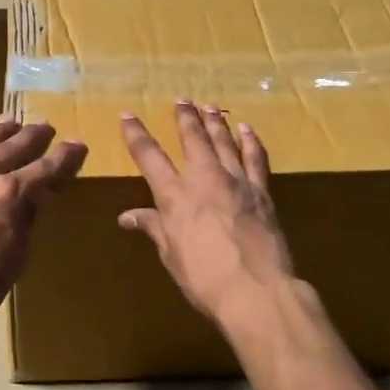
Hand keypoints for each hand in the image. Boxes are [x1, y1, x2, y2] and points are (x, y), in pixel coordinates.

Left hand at [0, 118, 86, 344]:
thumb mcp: (16, 257)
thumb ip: (26, 219)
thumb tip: (35, 197)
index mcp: (9, 194)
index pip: (46, 168)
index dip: (65, 157)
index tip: (77, 145)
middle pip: (13, 147)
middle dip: (33, 136)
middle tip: (46, 126)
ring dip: (0, 133)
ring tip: (11, 121)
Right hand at [119, 102, 298, 330]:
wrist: (255, 289)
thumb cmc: (203, 277)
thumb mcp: (171, 254)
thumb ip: (153, 227)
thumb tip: (127, 216)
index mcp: (174, 195)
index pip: (149, 156)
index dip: (136, 134)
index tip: (128, 115)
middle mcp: (204, 179)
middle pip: (192, 138)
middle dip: (185, 118)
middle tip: (181, 100)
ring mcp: (236, 182)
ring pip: (223, 141)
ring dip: (215, 122)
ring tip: (210, 106)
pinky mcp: (262, 191)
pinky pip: (256, 158)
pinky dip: (250, 141)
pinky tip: (246, 129)